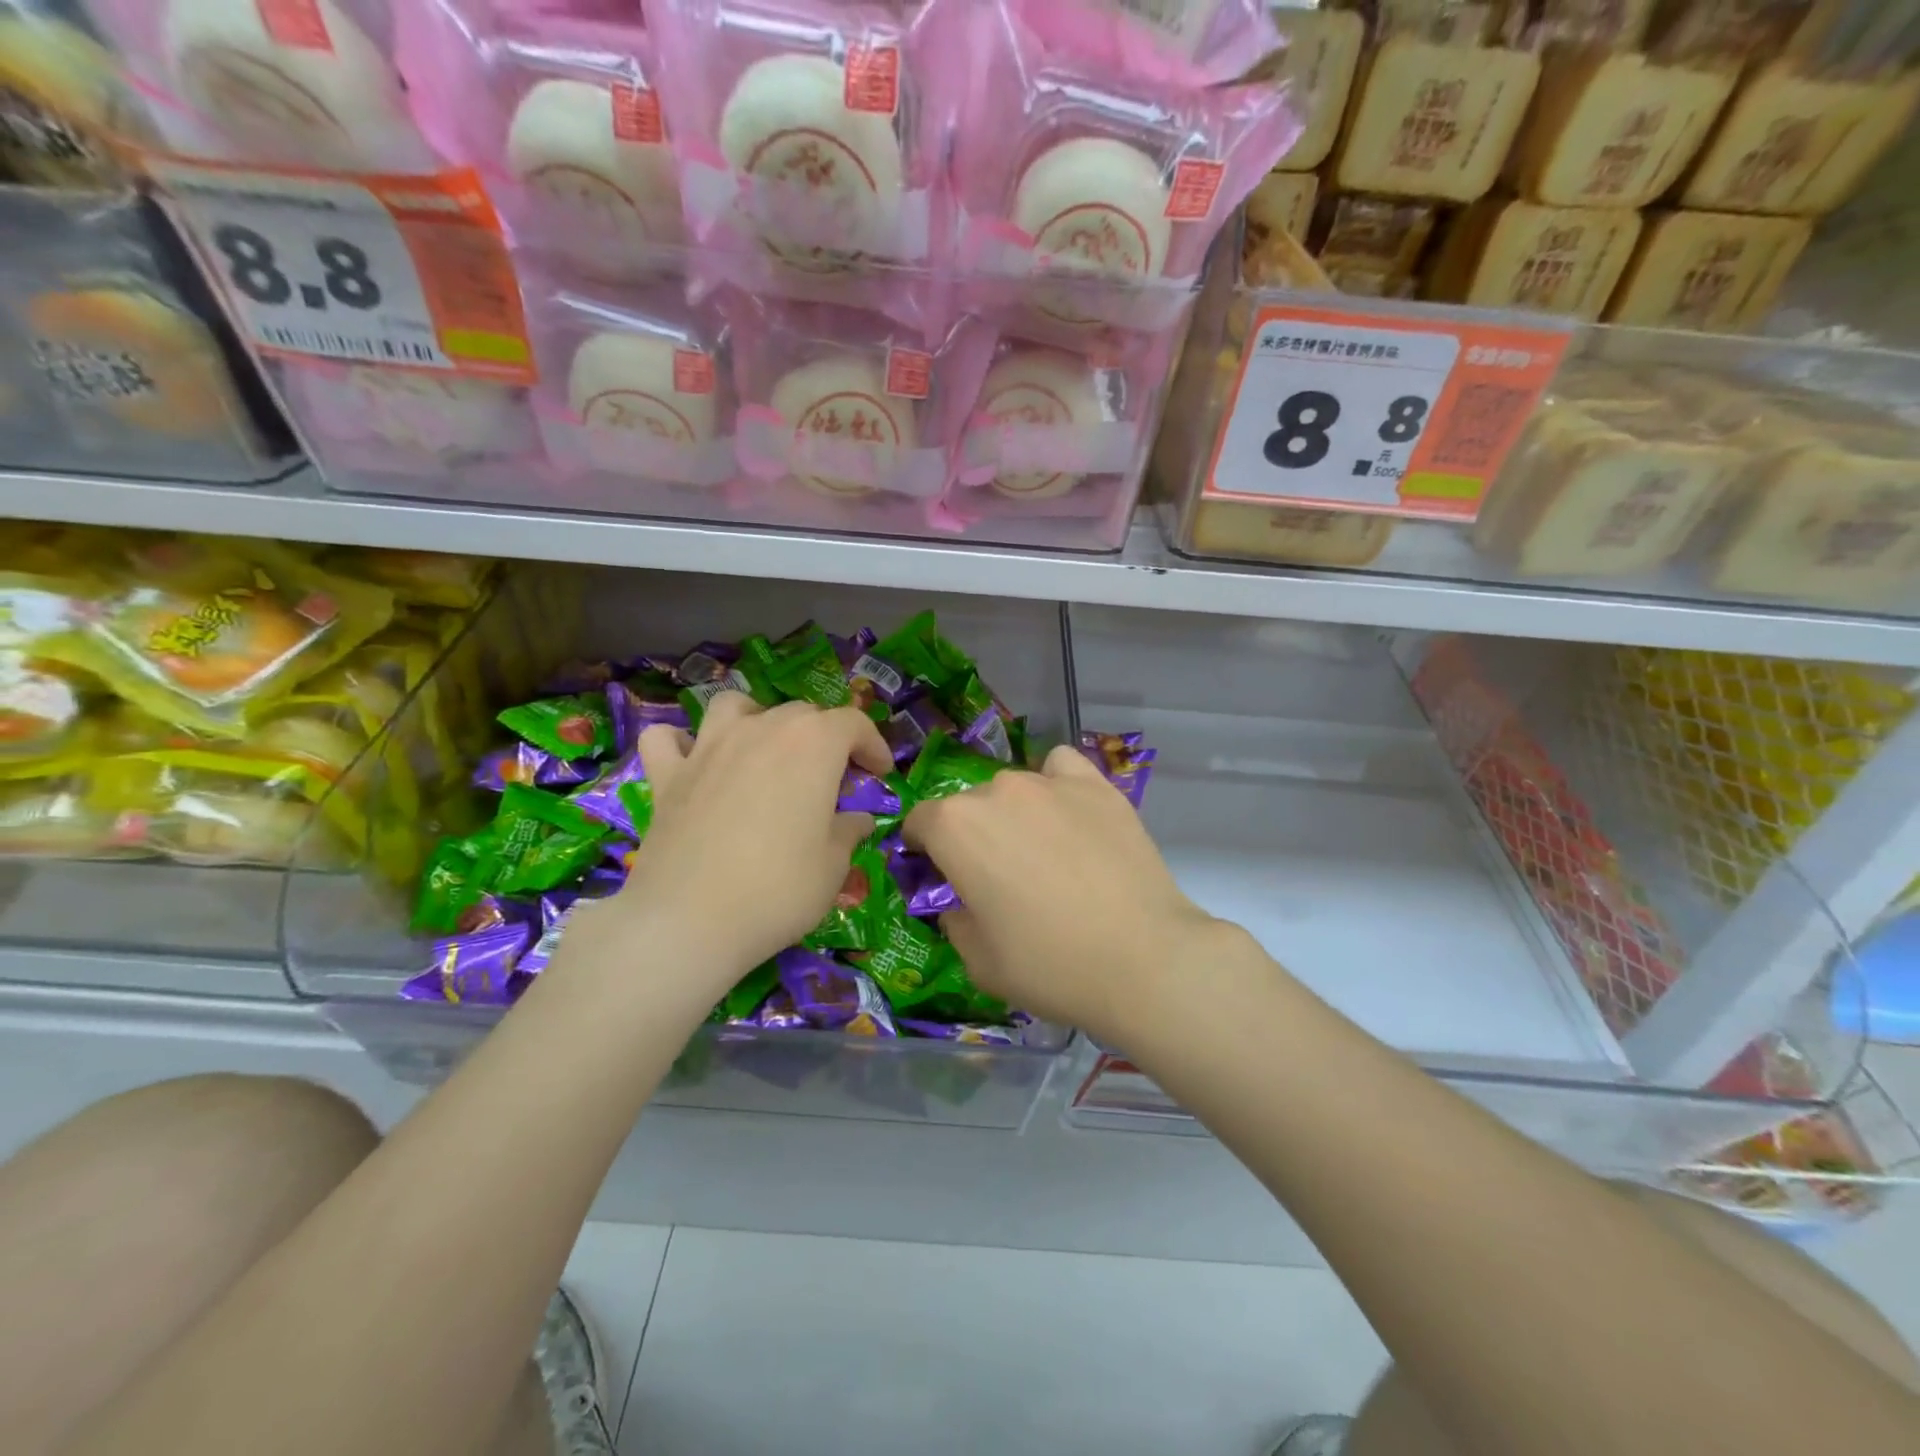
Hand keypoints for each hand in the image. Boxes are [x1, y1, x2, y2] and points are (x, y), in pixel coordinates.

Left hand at [579, 693, 892, 999]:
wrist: (691, 920)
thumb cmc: (779, 889)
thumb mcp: (833, 865)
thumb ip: (848, 831)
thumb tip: (858, 820)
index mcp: (813, 744)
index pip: (853, 723)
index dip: (873, 745)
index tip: (880, 772)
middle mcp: (762, 730)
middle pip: (801, 714)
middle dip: (824, 738)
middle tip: (831, 780)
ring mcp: (709, 747)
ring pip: (734, 706)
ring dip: (756, 719)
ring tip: (764, 751)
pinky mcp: (667, 774)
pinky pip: (667, 739)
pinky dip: (681, 743)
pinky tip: (693, 762)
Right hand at [903, 745, 1219, 1043]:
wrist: (1143, 960)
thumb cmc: (1049, 965)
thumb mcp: (978, 960)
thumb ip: (954, 920)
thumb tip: (960, 903)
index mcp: (954, 827)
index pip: (919, 822)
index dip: (924, 850)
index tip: (941, 877)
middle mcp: (996, 790)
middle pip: (968, 806)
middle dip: (972, 836)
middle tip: (999, 878)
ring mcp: (1049, 783)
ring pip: (1013, 789)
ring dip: (1013, 814)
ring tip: (1042, 852)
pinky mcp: (1096, 785)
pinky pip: (1061, 768)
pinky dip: (1055, 784)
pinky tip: (1068, 813)